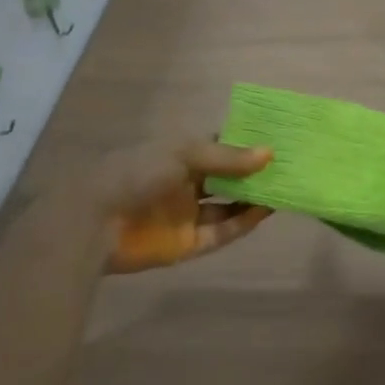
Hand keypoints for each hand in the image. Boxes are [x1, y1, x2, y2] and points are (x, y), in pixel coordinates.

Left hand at [97, 140, 273, 273]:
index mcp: (179, 156)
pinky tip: (266, 211)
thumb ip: (228, 157)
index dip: (247, 145)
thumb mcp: (183, 154)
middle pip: (228, 178)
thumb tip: (270, 154)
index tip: (280, 140)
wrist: (93, 222)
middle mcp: (185, 184)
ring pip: (229, 206)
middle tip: (291, 167)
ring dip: (254, 199)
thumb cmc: (136, 173)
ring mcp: (186, 215)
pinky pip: (222, 233)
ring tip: (286, 189)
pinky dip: (243, 222)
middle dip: (255, 174)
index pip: (220, 147)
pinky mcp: (187, 244)